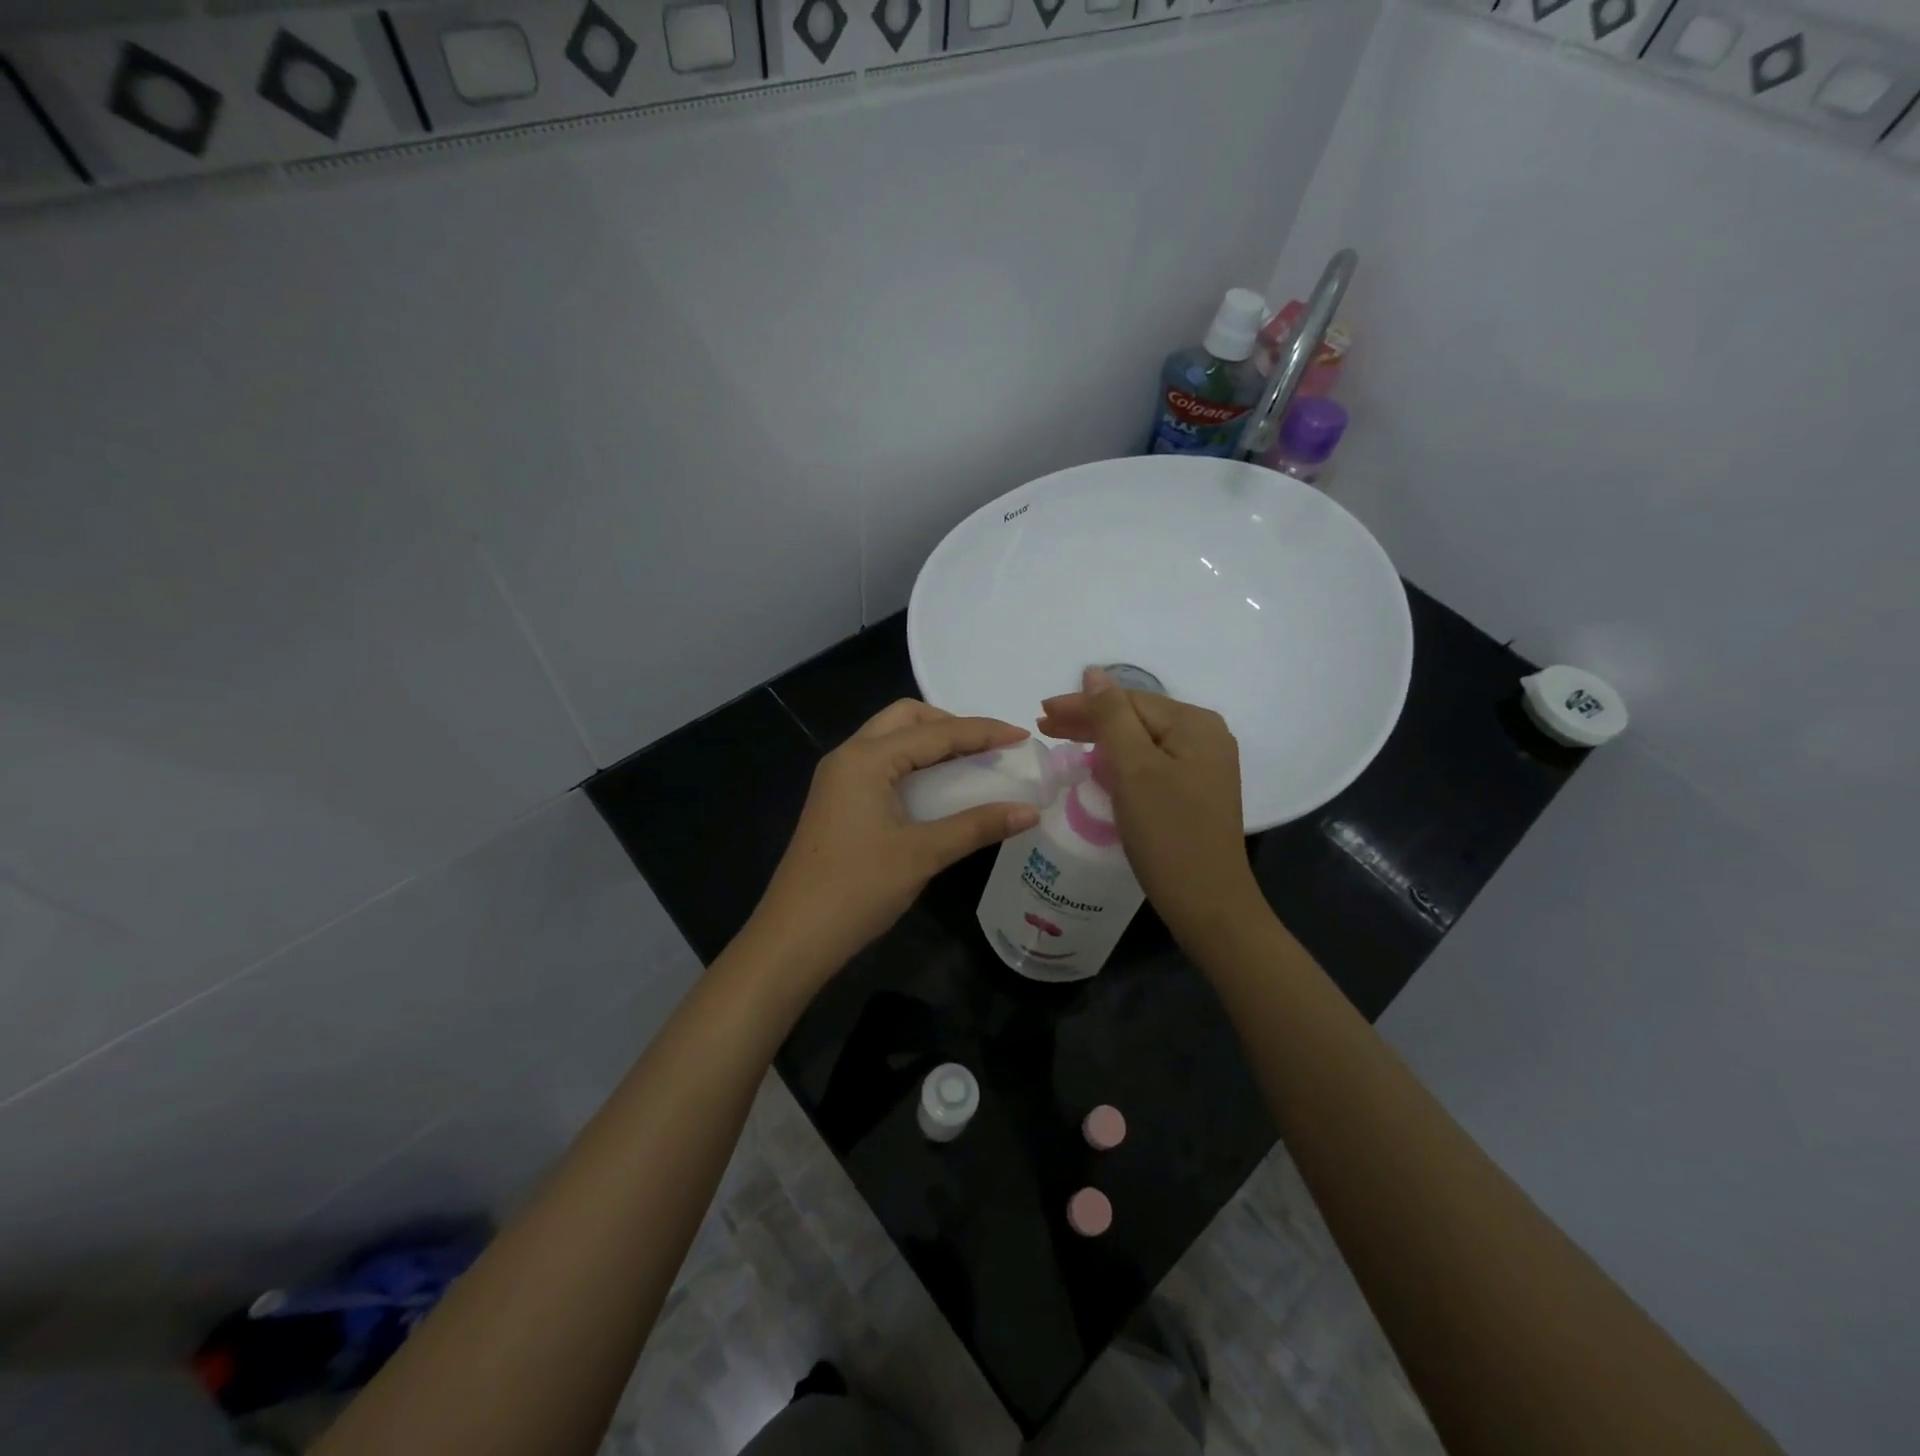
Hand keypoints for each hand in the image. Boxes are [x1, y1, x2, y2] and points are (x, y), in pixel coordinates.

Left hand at [748, 700, 1041, 989]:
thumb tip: (1030, 811)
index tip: (1022, 735)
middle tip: (987, 748)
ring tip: (970, 763)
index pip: (936, 732)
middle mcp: (849, 756)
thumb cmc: (859, 888)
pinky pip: (881, 764)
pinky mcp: (837, 801)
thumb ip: (977, 826)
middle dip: (949, 724)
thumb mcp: (923, 854)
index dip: (983, 731)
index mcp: (866, 759)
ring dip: (930, 743)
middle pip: (905, 718)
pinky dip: (913, 764)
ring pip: (891, 739)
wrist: (795, 935)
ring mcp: (838, 779)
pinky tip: (936, 789)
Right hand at [1037, 668, 1261, 939]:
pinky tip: (1096, 765)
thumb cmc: (1168, 833)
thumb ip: (1111, 717)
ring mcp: (1201, 767)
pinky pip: (1149, 764)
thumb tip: (1093, 672)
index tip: (1040, 713)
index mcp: (1195, 724)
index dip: (1082, 704)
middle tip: (1043, 725)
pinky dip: (1119, 762)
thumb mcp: (1134, 769)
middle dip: (1088, 720)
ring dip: (1100, 740)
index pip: (1128, 700)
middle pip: (1135, 718)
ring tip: (1060, 740)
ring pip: (1140, 741)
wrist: (1207, 903)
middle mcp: (1205, 737)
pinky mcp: (1192, 792)